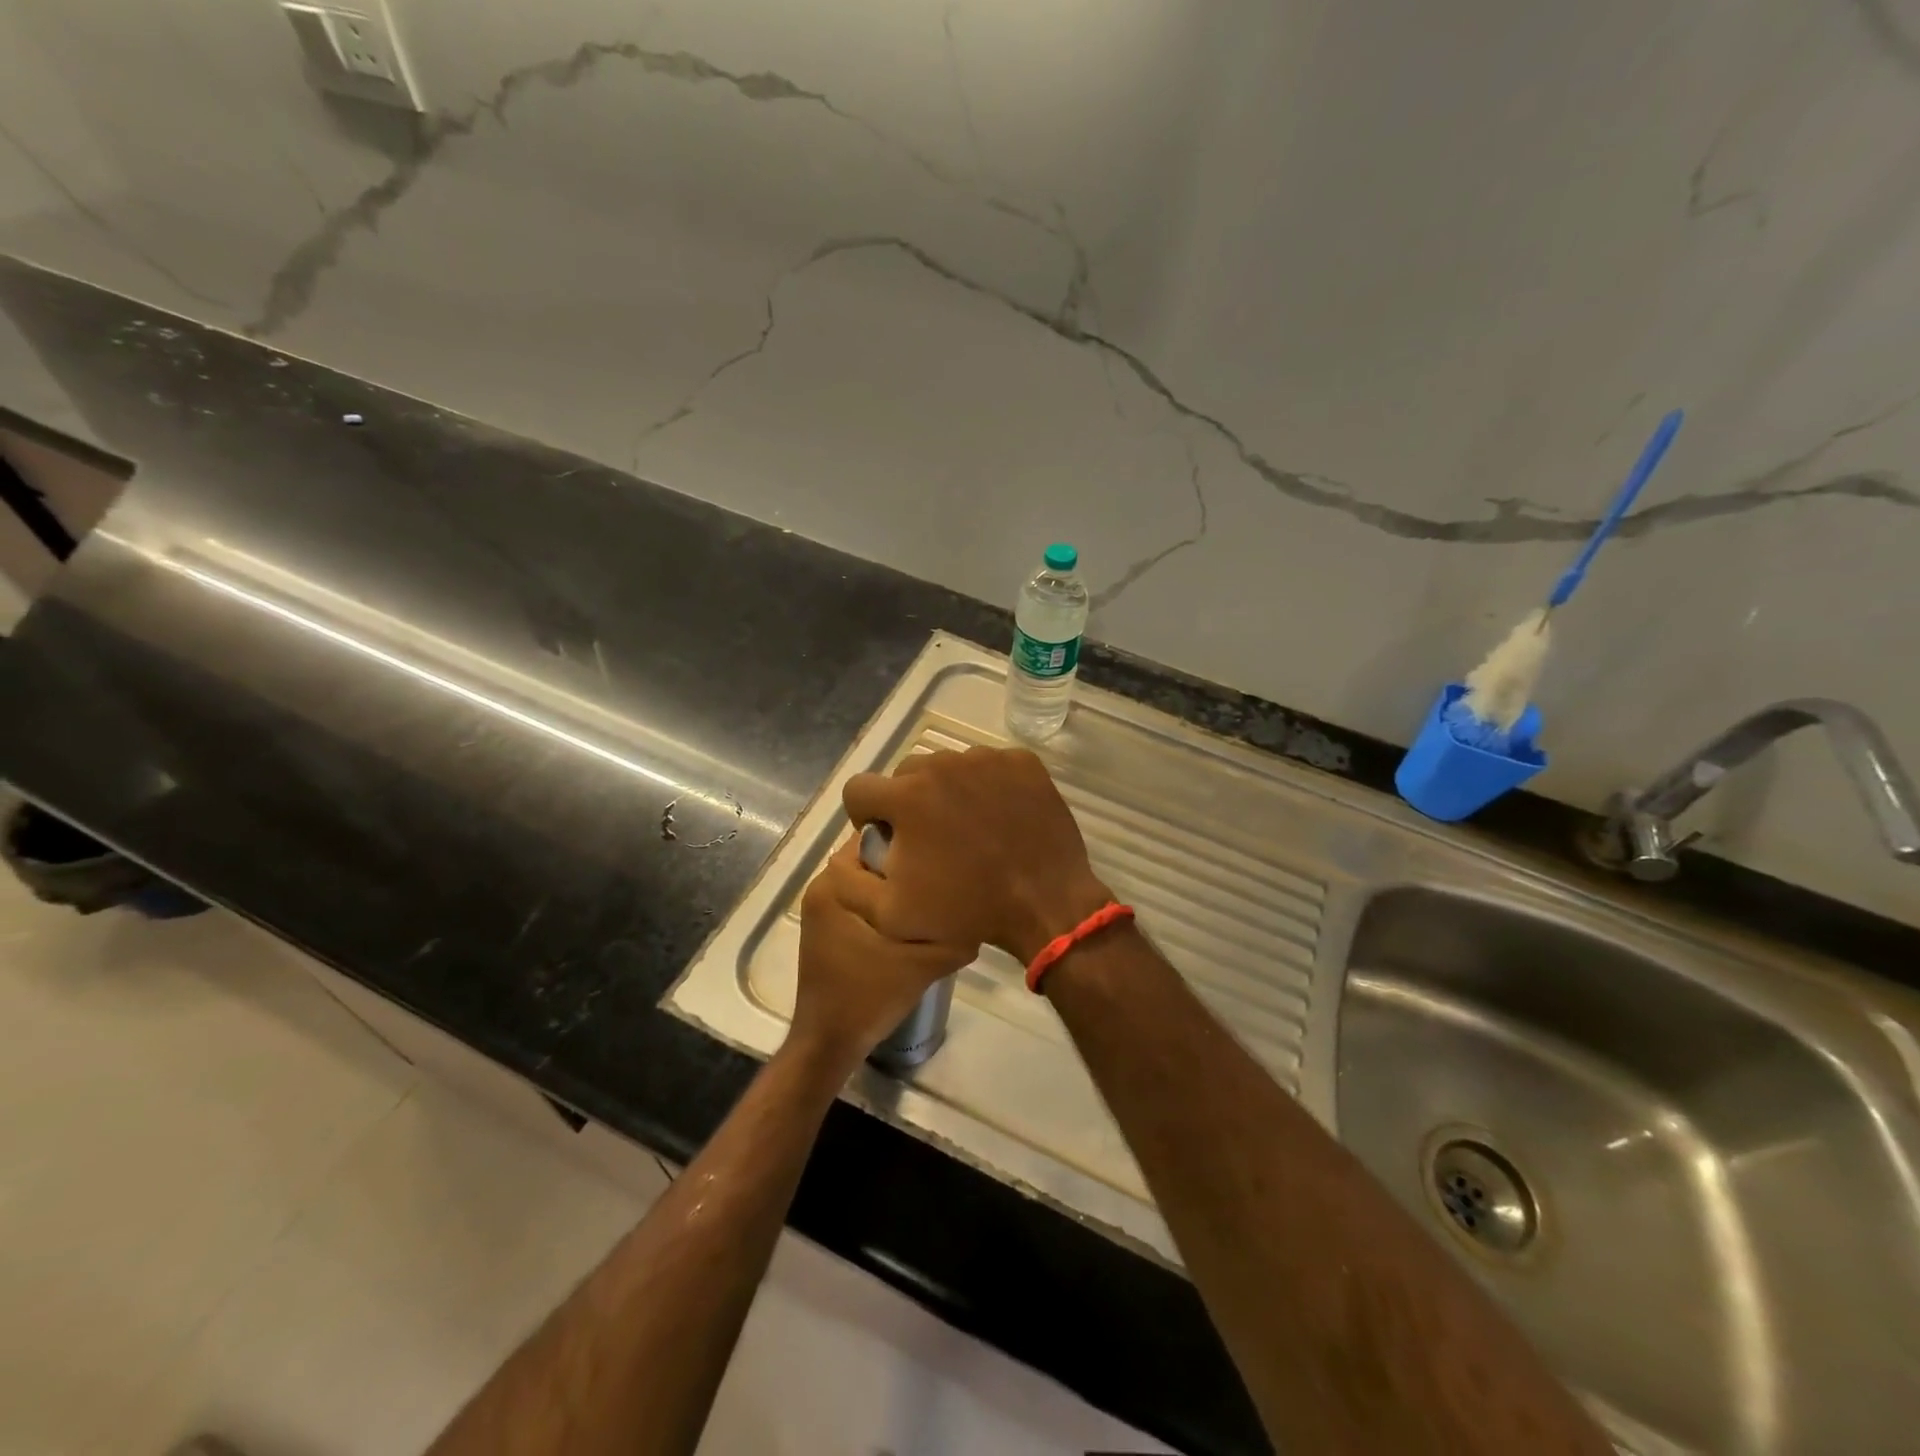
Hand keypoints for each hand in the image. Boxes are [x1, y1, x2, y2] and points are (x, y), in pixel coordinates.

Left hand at [790, 841, 977, 1064]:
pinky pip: (859, 895)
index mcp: (835, 883)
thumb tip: (977, 900)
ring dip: (894, 882)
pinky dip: (883, 899)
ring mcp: (821, 905)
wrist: (830, 1041)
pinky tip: (910, 915)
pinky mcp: (826, 924)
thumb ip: (950, 928)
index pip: (874, 836)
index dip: (910, 839)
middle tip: (943, 871)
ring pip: (867, 876)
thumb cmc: (870, 995)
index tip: (941, 850)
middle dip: (905, 861)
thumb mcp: (923, 961)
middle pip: (871, 855)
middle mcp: (823, 885)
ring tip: (932, 892)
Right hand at [841, 746, 1110, 963]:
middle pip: (904, 775)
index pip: (859, 789)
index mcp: (905, 797)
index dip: (865, 817)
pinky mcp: (1021, 760)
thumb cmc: (966, 910)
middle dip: (906, 802)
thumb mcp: (890, 915)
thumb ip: (850, 883)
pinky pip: (988, 765)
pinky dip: (986, 786)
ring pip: (947, 767)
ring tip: (968, 828)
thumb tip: (842, 854)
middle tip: (931, 838)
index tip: (887, 840)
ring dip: (947, 792)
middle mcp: (942, 765)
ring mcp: (986, 758)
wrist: (1045, 902)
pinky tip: (999, 817)